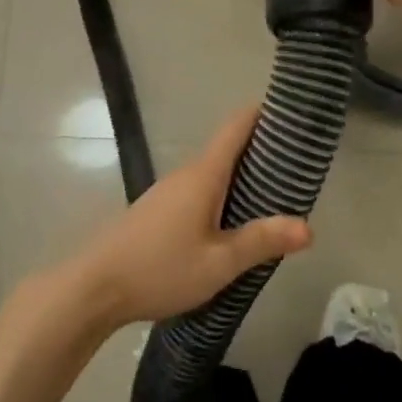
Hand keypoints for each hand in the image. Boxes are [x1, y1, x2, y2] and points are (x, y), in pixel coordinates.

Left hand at [64, 106, 310, 330]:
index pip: (236, 127)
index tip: (292, 113)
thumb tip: (308, 227)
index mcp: (203, 175)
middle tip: (297, 165)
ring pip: (212, 173)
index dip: (264, 114)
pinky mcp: (157, 211)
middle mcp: (185, 174)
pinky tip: (231, 223)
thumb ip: (261, 242)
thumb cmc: (160, 269)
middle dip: (261, 151)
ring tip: (273, 196)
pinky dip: (221, 195)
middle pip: (227, 149)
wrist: (93, 288)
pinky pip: (198, 191)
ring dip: (241, 177)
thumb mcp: (218, 263)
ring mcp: (167, 191)